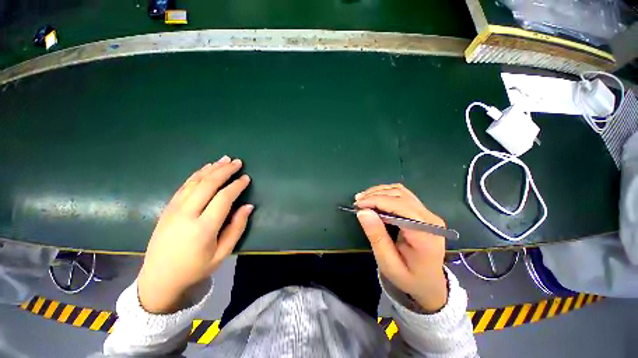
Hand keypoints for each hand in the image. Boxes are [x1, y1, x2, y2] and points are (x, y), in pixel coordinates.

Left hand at [137, 156, 253, 313]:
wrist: (158, 279)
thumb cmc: (195, 268)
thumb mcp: (222, 253)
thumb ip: (237, 228)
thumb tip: (248, 206)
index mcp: (203, 228)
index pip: (223, 198)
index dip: (236, 185)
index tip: (246, 178)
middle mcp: (187, 214)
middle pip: (208, 184)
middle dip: (225, 171)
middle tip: (237, 162)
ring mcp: (174, 209)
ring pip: (195, 182)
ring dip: (211, 168)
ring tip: (224, 159)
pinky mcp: (167, 208)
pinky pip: (184, 186)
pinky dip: (197, 174)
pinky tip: (206, 169)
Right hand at [354, 184, 447, 311]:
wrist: (429, 283)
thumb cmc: (409, 277)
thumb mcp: (389, 264)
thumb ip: (377, 237)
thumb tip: (362, 212)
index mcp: (426, 234)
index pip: (400, 207)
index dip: (377, 201)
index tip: (358, 205)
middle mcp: (430, 219)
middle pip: (400, 196)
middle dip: (376, 195)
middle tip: (357, 202)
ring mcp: (428, 213)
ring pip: (401, 192)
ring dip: (379, 192)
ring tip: (362, 198)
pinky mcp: (422, 211)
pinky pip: (403, 195)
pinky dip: (386, 193)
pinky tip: (374, 198)